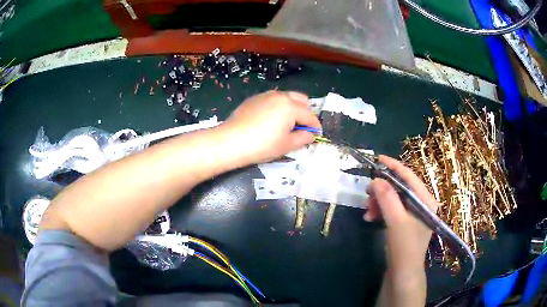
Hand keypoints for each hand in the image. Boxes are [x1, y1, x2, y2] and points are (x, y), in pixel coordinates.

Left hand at [221, 91, 321, 164]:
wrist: (231, 142)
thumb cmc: (262, 145)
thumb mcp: (286, 145)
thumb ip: (303, 138)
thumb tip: (310, 134)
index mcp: (291, 106)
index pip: (310, 116)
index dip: (315, 127)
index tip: (315, 135)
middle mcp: (280, 96)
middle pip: (301, 100)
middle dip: (305, 113)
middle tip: (300, 128)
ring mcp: (266, 95)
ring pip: (287, 97)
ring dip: (292, 108)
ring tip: (286, 124)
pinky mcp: (254, 99)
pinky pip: (273, 99)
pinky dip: (278, 107)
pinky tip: (270, 120)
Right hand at [365, 155, 438, 268]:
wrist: (403, 273)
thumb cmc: (404, 247)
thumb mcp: (396, 221)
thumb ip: (387, 198)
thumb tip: (376, 180)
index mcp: (425, 200)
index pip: (409, 176)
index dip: (394, 166)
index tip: (378, 159)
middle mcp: (421, 204)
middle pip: (400, 188)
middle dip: (382, 190)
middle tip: (367, 194)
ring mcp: (413, 214)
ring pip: (393, 199)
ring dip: (379, 202)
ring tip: (367, 212)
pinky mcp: (405, 223)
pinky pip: (391, 210)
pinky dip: (380, 211)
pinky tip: (371, 218)